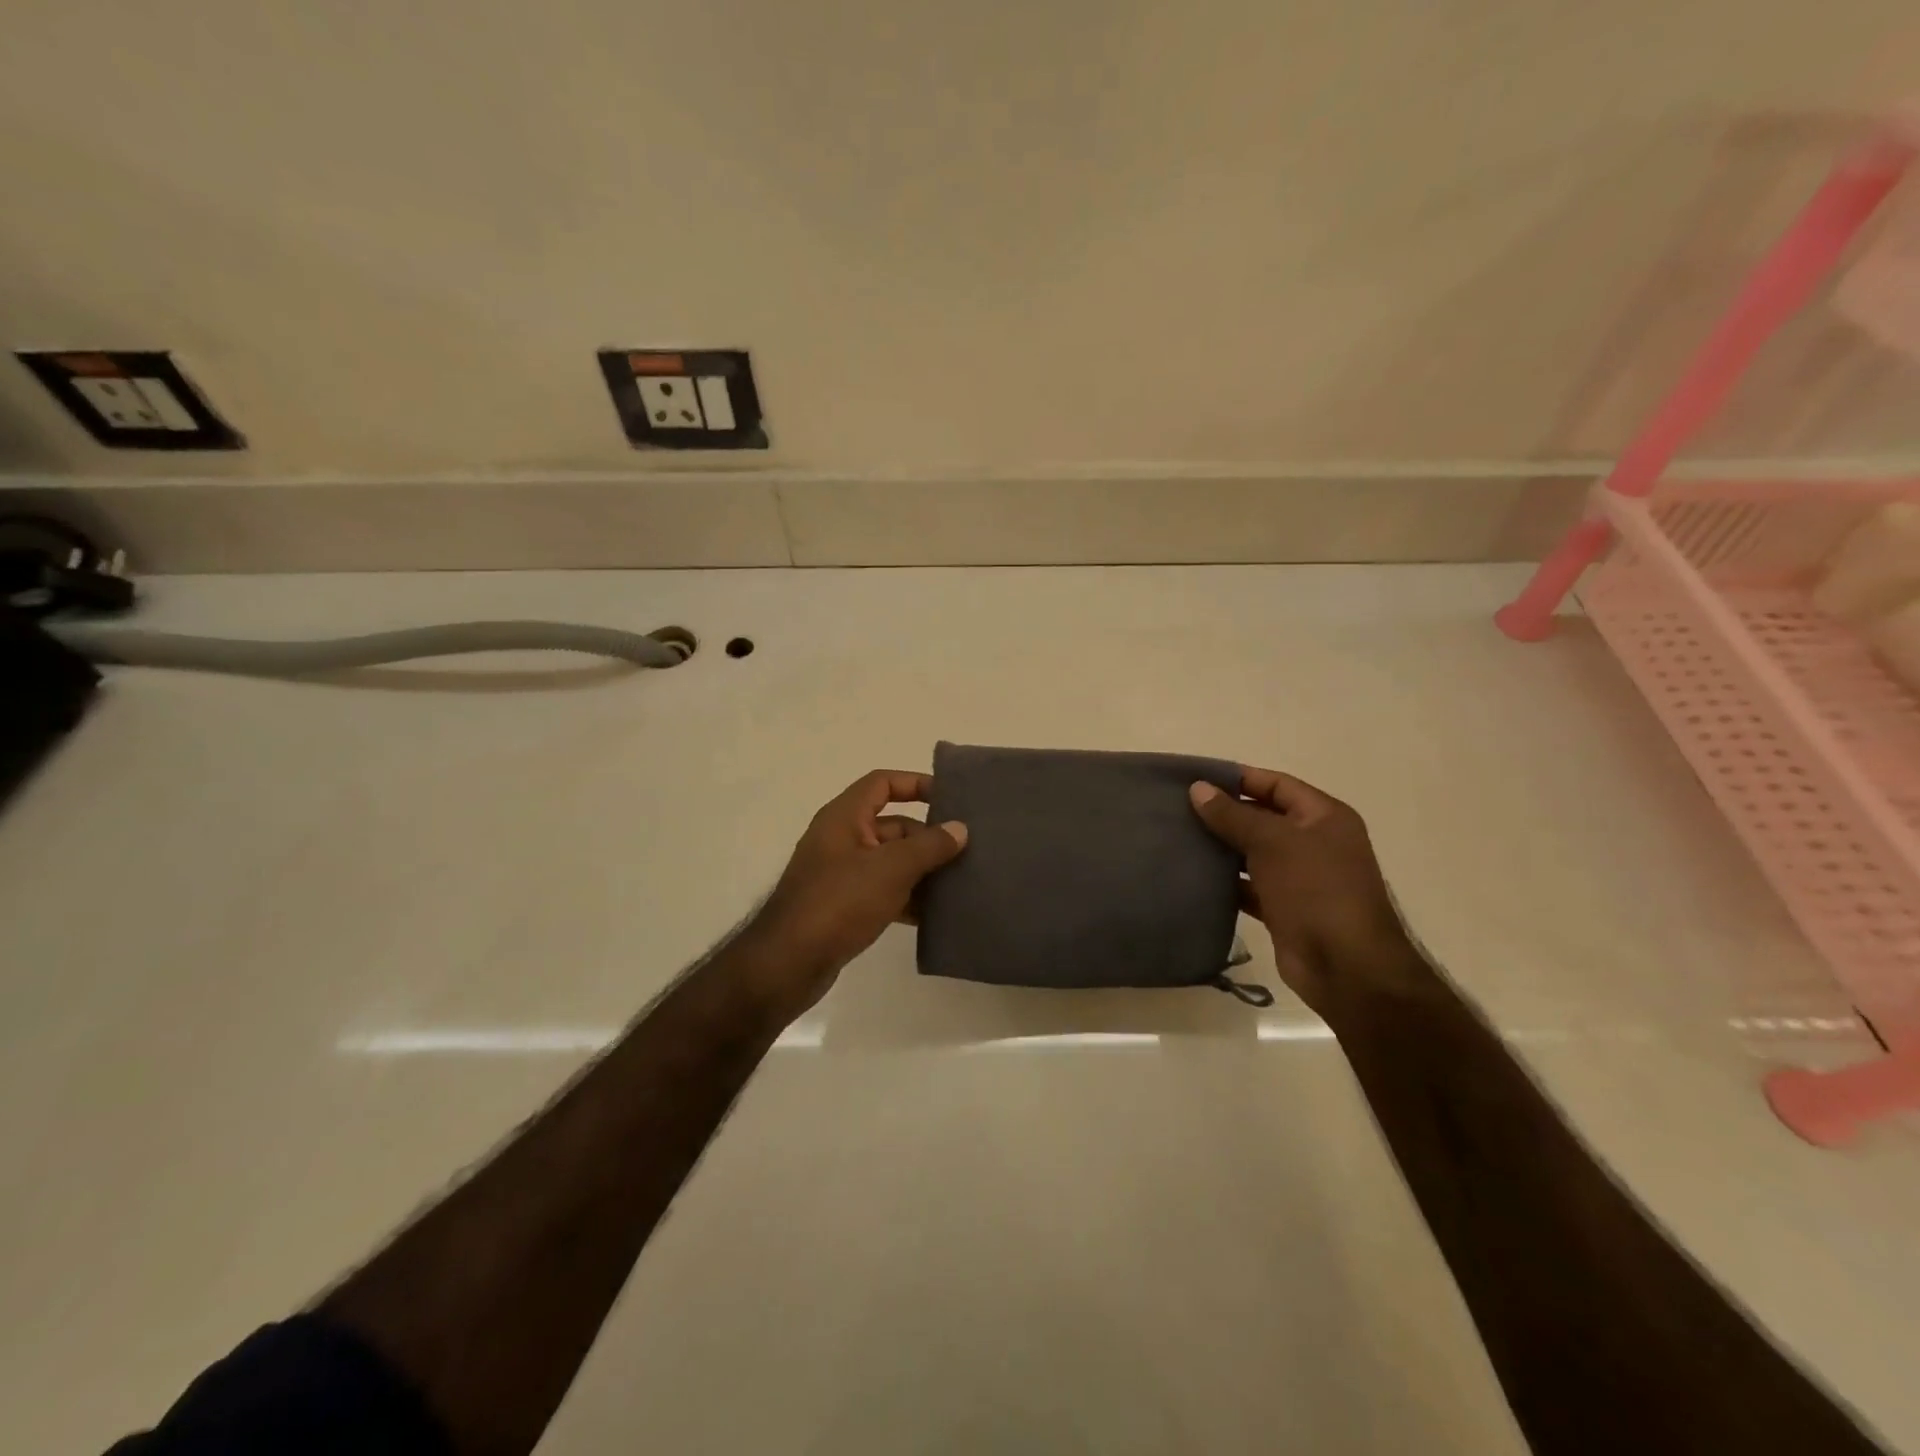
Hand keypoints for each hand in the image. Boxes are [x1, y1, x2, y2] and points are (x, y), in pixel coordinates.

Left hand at [741, 770, 967, 1012]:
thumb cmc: (840, 901)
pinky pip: (884, 891)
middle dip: (929, 837)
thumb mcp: (891, 869)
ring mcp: (842, 875)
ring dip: (923, 871)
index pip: (883, 783)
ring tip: (962, 883)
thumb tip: (960, 829)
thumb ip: (929, 846)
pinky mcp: (845, 906)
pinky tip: (937, 914)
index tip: (950, 799)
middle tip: (968, 851)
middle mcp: (842, 839)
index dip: (916, 784)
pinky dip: (909, 898)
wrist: (789, 963)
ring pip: (892, 862)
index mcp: (844, 817)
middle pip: (893, 825)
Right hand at [1188, 767, 1418, 1016]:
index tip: (1196, 779)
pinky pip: (1249, 886)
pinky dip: (1225, 881)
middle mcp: (1315, 843)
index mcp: (1324, 817)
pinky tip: (1194, 876)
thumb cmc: (1315, 890)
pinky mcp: (1284, 908)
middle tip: (1178, 809)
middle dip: (1224, 814)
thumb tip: (1198, 788)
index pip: (1276, 785)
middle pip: (1263, 817)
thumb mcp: (1272, 842)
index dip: (1239, 779)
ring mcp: (1301, 878)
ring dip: (1221, 848)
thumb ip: (1233, 815)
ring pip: (1253, 853)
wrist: (1345, 966)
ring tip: (1179, 838)